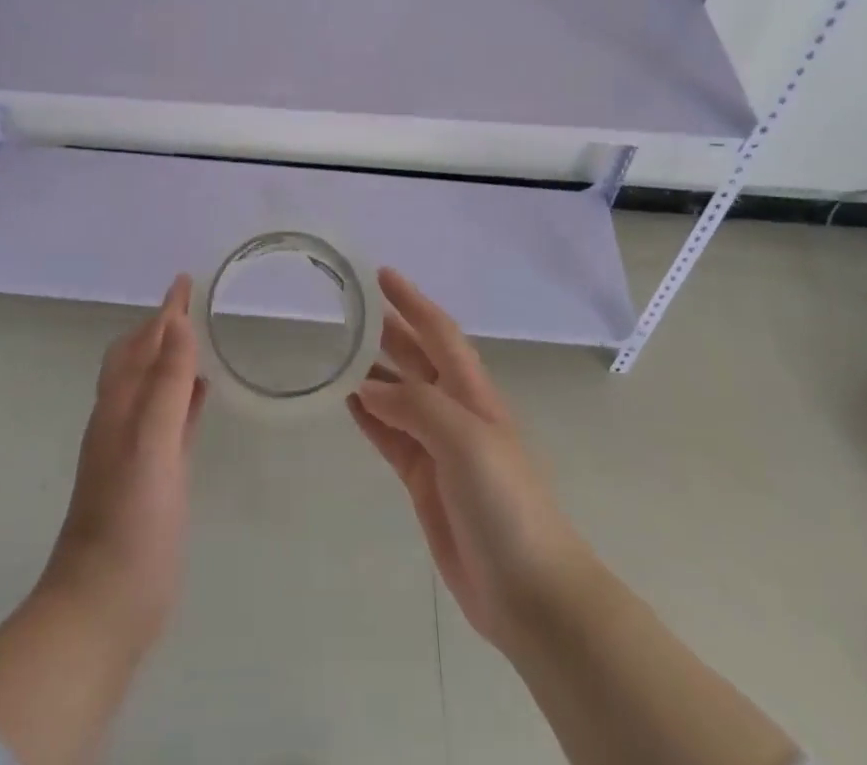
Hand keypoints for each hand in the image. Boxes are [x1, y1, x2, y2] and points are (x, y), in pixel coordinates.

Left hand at [40, 275, 206, 650]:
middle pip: (140, 359)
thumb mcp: (152, 445)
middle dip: (161, 327)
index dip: (165, 312)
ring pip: (153, 387)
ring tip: (196, 339)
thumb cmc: (130, 522)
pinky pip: (168, 418)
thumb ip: (166, 385)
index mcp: (121, 406)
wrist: (103, 606)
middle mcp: (123, 420)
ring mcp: (136, 449)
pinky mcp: (152, 476)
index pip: (144, 343)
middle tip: (189, 304)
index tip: (184, 280)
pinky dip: (182, 397)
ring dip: (171, 358)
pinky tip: (200, 397)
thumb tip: (177, 323)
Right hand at [349, 269, 593, 653]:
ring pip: (398, 396)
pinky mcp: (424, 482)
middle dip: (387, 331)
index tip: (382, 274)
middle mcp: (455, 411)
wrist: (530, 592)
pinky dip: (369, 417)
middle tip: (347, 309)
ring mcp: (439, 447)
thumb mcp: (465, 440)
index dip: (413, 301)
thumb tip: (368, 388)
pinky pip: (390, 437)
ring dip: (371, 373)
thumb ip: (416, 407)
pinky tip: (347, 402)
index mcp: (473, 392)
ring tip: (336, 352)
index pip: (439, 332)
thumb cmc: (505, 502)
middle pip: (416, 359)